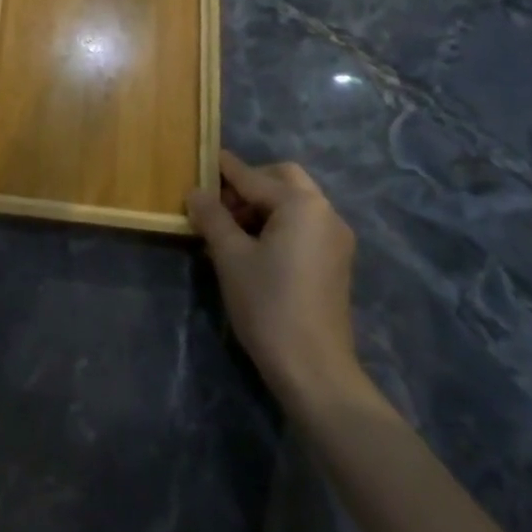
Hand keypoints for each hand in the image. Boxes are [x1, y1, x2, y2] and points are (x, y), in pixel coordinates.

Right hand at [186, 149, 378, 415]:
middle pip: (281, 179)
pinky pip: (303, 225)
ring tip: (229, 231)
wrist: (315, 371)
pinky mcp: (336, 261)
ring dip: (262, 206)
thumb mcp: (230, 256)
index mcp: (301, 204)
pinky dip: (278, 224)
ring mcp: (335, 238)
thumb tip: (195, 192)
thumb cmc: (269, 305)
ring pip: (294, 202)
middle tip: (219, 206)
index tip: (199, 161)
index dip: (222, 170)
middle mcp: (325, 212)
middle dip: (248, 185)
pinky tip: (253, 249)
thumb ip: (212, 216)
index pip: (252, 176)